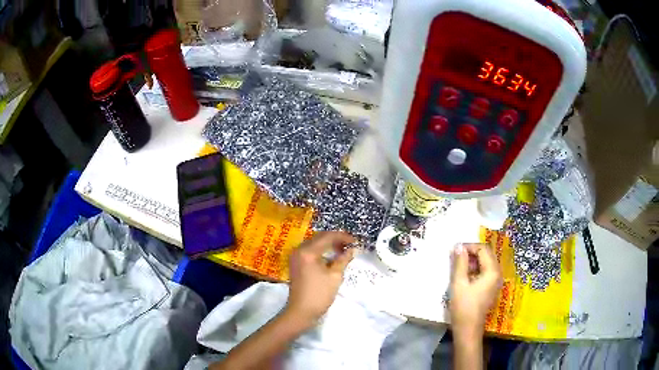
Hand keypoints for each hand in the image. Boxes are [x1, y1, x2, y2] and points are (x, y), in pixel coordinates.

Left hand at [286, 231, 355, 321]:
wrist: (301, 311)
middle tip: (351, 245)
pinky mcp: (296, 263)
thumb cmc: (319, 294)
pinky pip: (310, 251)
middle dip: (336, 239)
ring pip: (315, 243)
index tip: (356, 241)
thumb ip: (343, 259)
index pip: (328, 237)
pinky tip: (332, 257)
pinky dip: (322, 251)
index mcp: (308, 251)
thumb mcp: (335, 276)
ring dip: (329, 244)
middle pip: (320, 237)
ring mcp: (296, 256)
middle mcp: (299, 250)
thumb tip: (352, 249)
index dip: (343, 237)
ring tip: (343, 250)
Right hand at [449, 243, 501, 339]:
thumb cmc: (463, 306)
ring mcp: (495, 281)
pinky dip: (475, 270)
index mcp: (492, 271)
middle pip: (487, 255)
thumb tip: (458, 246)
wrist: (468, 329)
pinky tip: (464, 276)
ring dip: (473, 261)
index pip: (483, 249)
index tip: (455, 250)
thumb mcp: (459, 283)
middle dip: (471, 253)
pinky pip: (485, 272)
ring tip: (458, 266)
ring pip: (486, 263)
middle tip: (455, 257)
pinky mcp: (491, 288)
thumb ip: (460, 263)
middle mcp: (497, 274)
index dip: (469, 246)